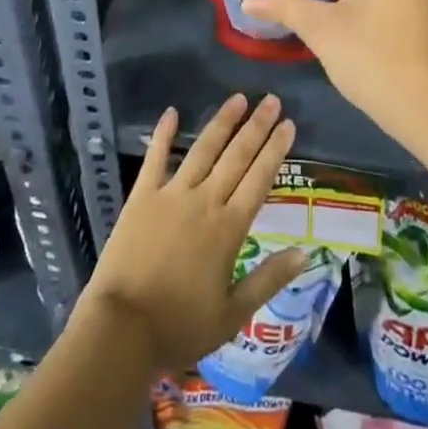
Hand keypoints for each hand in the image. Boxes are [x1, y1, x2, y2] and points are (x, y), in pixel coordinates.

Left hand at [78, 93, 307, 372]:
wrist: (122, 330)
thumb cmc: (180, 327)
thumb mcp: (233, 314)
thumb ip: (268, 279)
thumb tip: (304, 253)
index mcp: (229, 229)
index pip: (259, 179)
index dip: (275, 150)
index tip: (289, 124)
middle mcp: (204, 202)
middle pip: (236, 156)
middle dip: (256, 126)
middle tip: (272, 100)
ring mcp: (172, 195)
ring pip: (203, 149)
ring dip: (222, 122)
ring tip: (238, 98)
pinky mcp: (142, 196)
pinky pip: (155, 158)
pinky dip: (163, 134)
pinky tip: (171, 112)